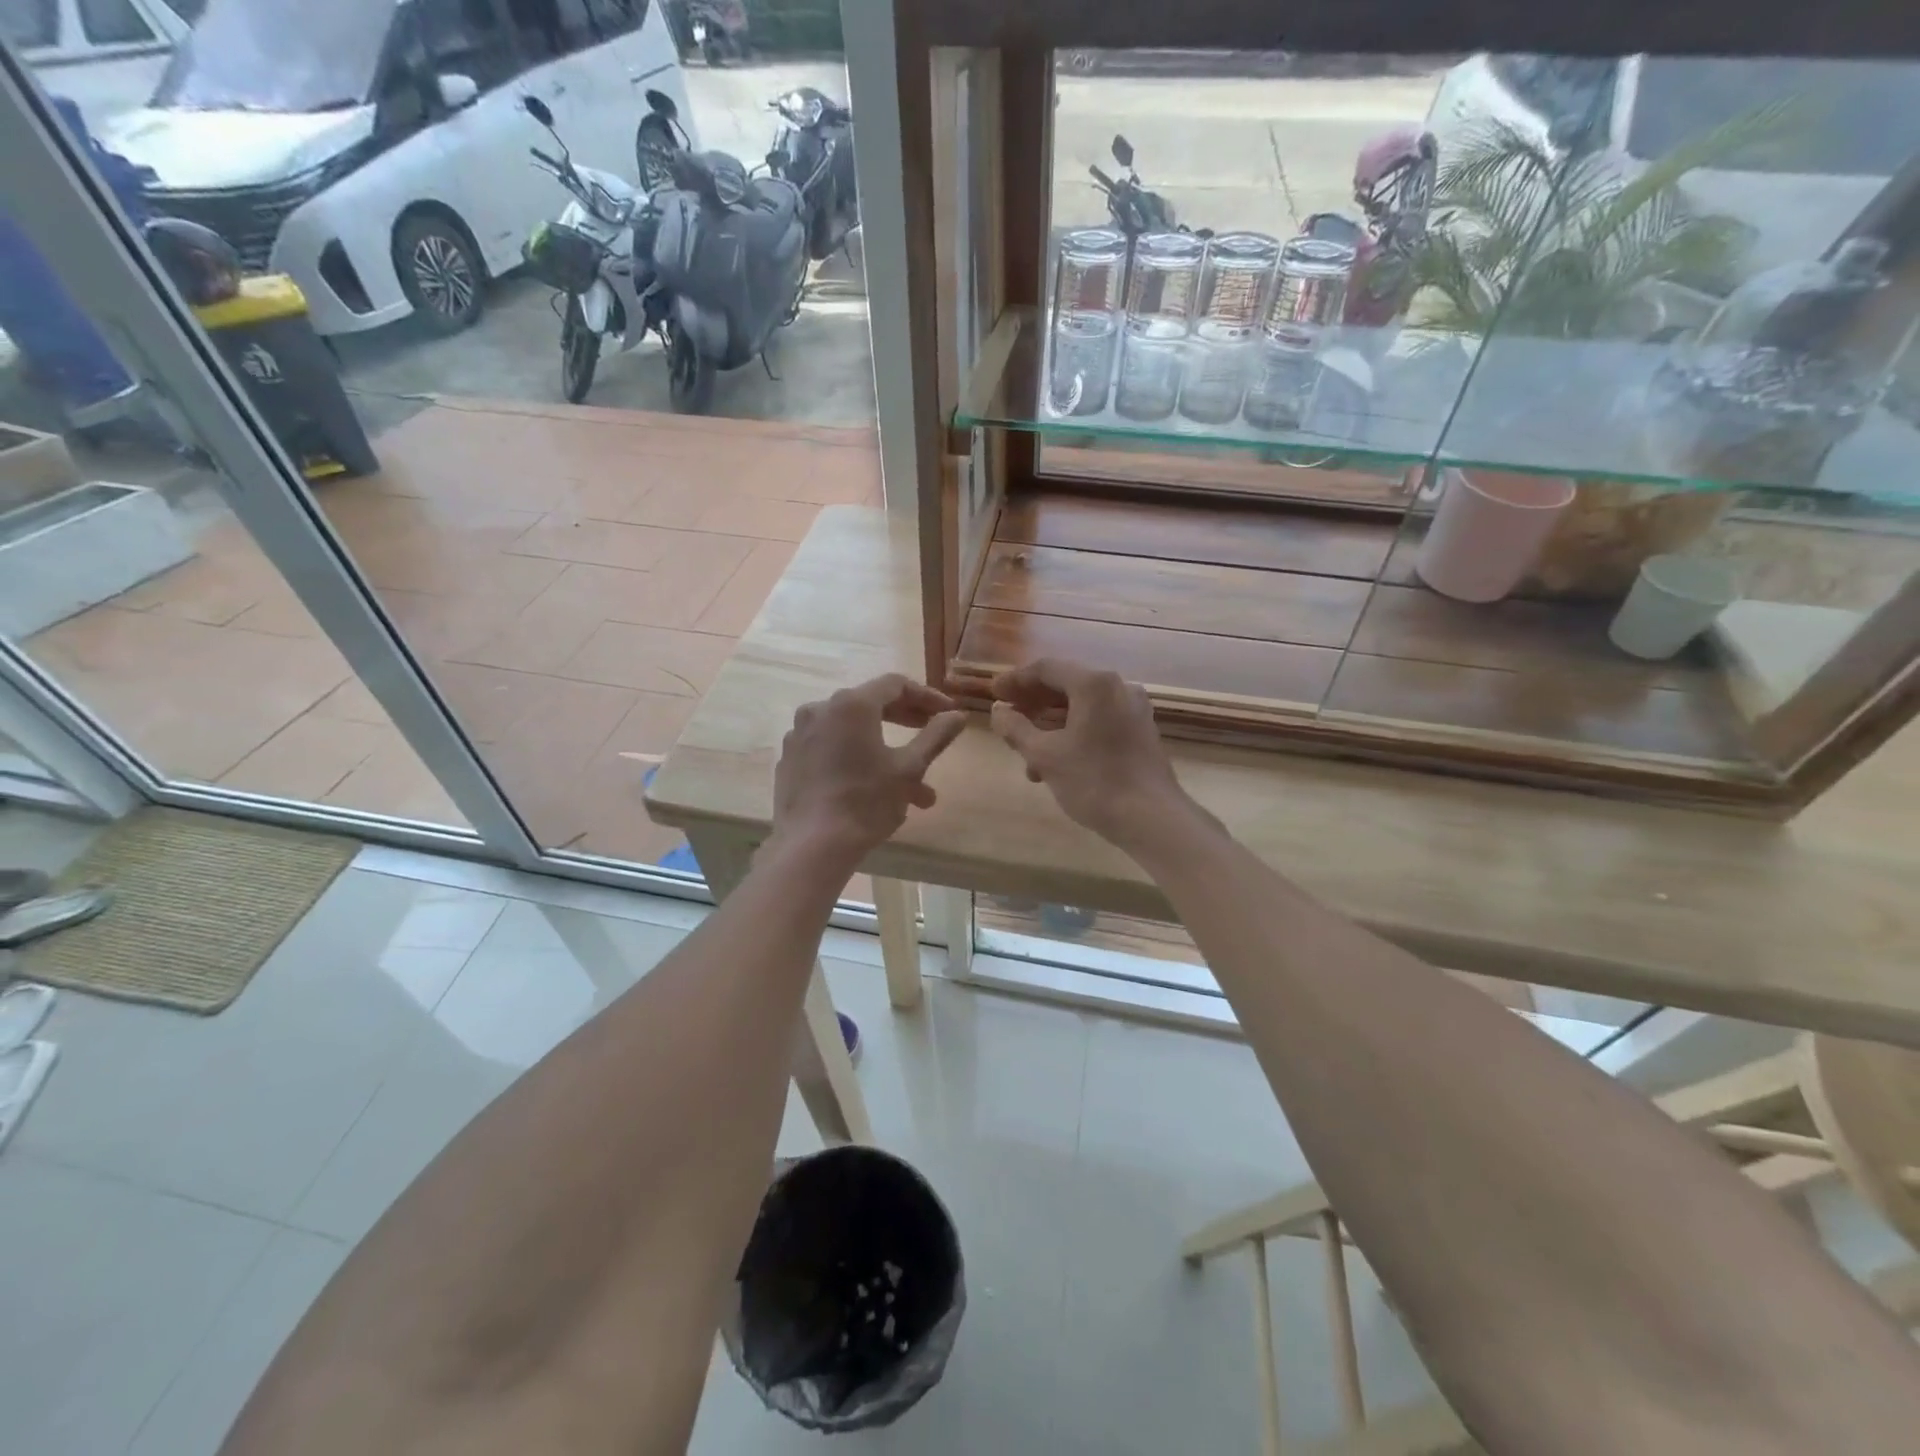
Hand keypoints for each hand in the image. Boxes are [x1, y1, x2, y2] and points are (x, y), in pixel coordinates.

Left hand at [771, 675, 967, 863]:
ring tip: (914, 790)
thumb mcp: (910, 768)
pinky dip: (855, 759)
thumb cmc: (866, 802)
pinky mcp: (789, 759)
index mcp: (851, 704)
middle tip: (930, 734)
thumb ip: (935, 736)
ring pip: (851, 733)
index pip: (895, 685)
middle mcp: (820, 709)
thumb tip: (957, 715)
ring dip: (884, 751)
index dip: (926, 696)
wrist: (812, 846)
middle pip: (871, 704)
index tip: (947, 712)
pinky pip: (829, 749)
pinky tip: (873, 788)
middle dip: (906, 722)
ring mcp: (800, 734)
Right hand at [988, 658, 1192, 849]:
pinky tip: (1054, 765)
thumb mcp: (1044, 755)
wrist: (1152, 818)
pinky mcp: (1141, 731)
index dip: (1015, 680)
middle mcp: (1118, 687)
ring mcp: (1133, 709)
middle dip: (1032, 704)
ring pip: (1081, 707)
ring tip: (1025, 755)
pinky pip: (1098, 721)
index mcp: (1094, 684)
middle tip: (1006, 718)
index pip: (1046, 668)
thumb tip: (998, 711)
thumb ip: (1015, 728)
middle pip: (1065, 685)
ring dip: (1050, 725)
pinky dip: (1073, 733)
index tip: (993, 694)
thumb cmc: (1094, 781)